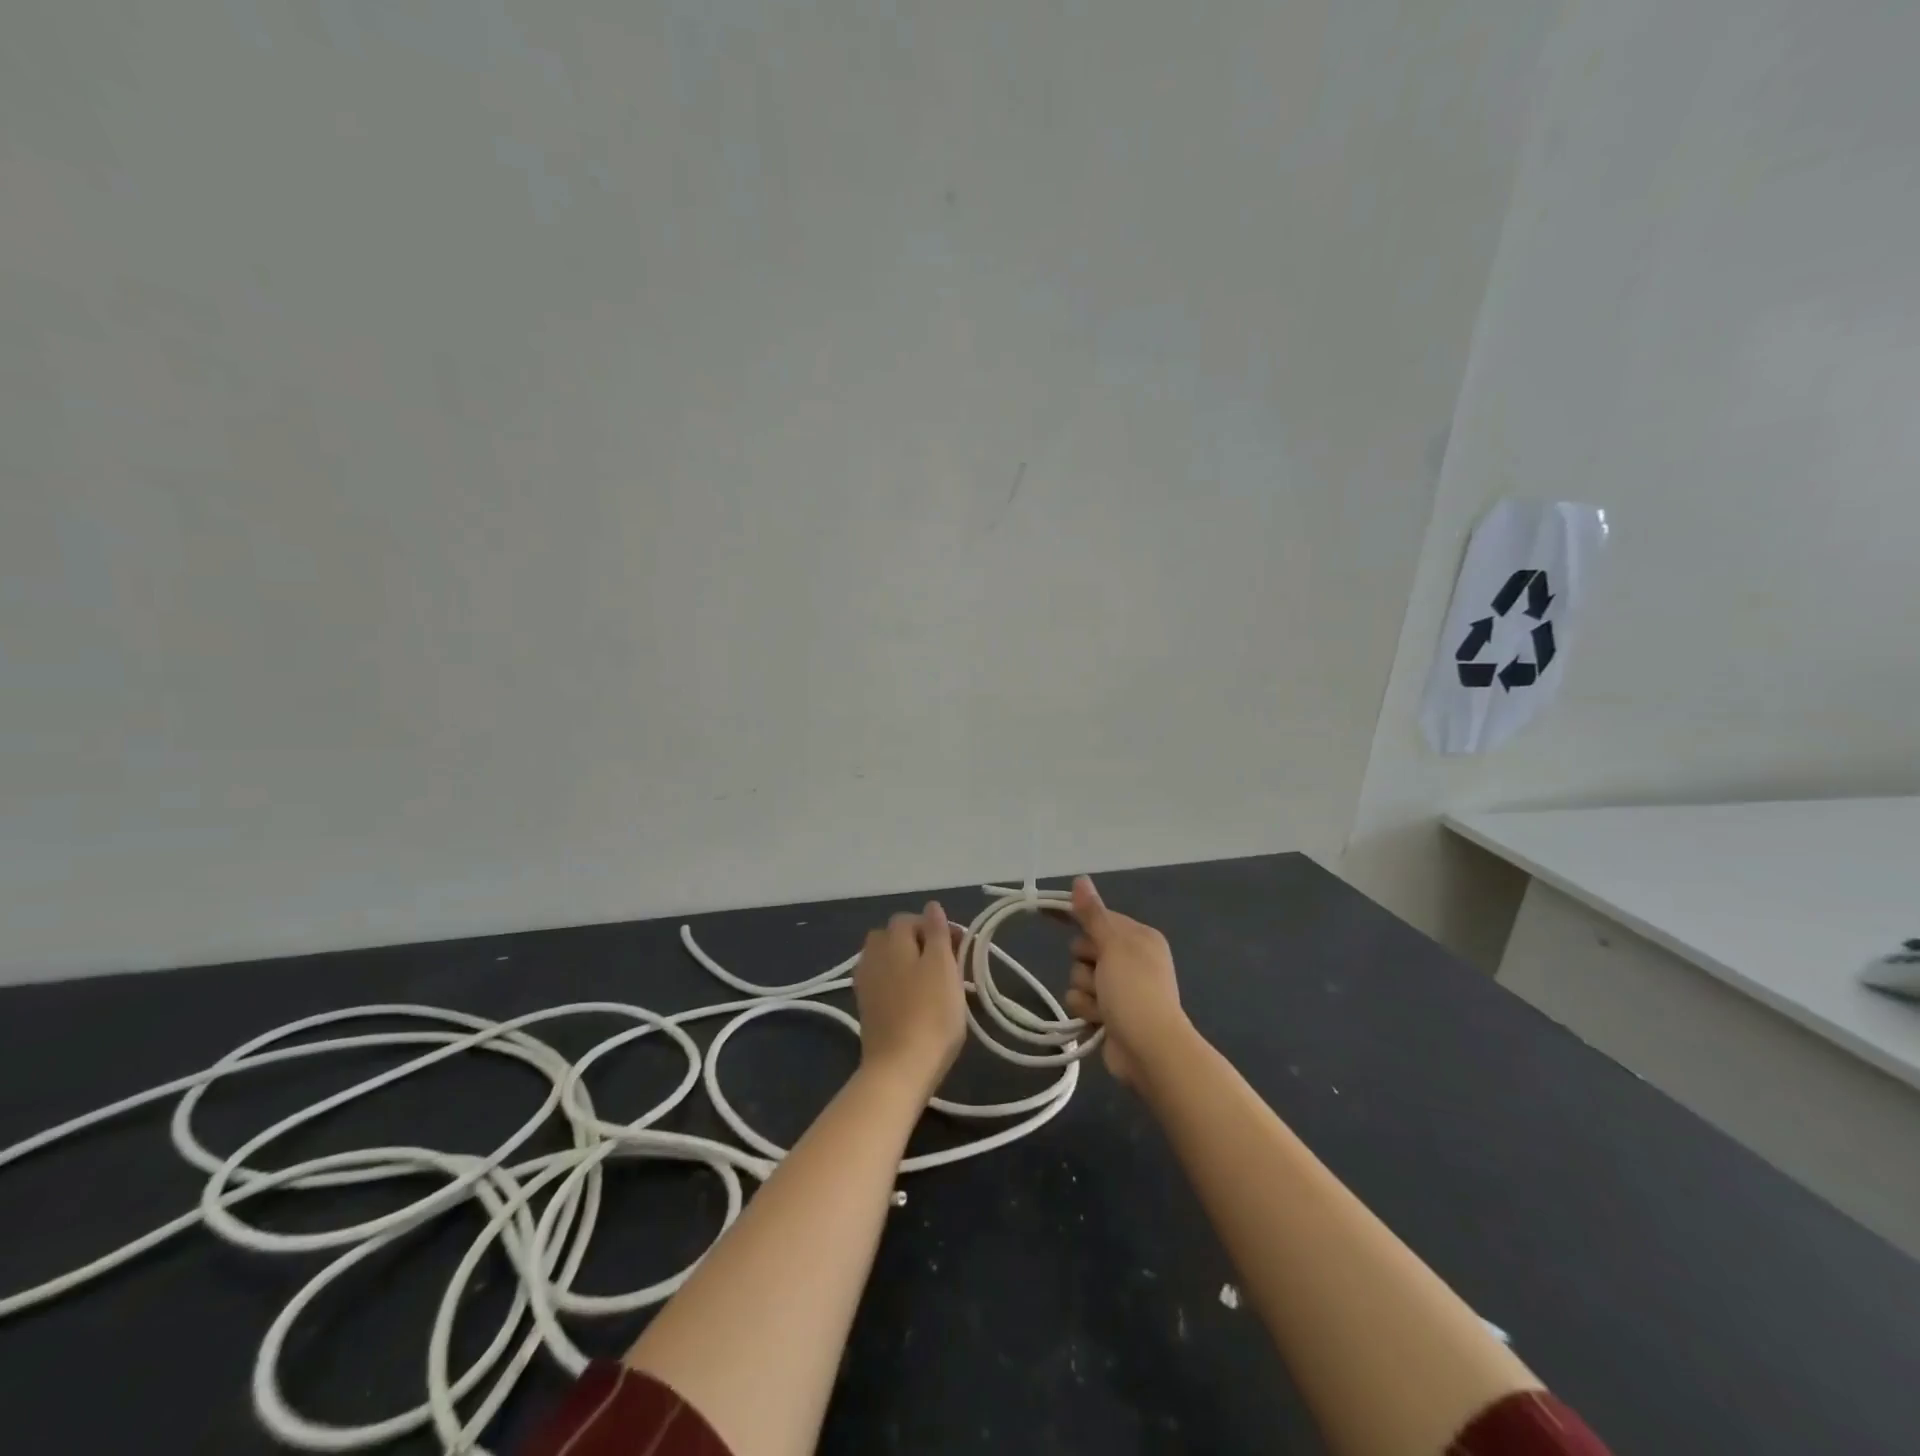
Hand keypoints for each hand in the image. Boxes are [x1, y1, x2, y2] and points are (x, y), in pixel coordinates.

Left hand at [853, 903, 966, 1098]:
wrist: (899, 1069)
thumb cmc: (930, 1014)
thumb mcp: (943, 967)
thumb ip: (937, 933)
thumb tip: (931, 906)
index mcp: (892, 941)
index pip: (911, 919)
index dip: (937, 928)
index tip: (961, 948)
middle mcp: (872, 955)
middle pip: (894, 937)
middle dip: (919, 942)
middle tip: (946, 964)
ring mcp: (865, 983)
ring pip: (887, 959)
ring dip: (907, 962)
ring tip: (931, 983)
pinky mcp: (865, 1008)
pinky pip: (882, 981)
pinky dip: (897, 982)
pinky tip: (913, 1000)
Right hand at [1063, 876, 1188, 1085]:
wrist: (1151, 1050)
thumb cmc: (1135, 991)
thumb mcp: (1113, 946)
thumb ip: (1093, 914)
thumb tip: (1080, 878)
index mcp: (1138, 937)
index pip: (1098, 917)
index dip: (1076, 917)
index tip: (1045, 911)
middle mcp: (1130, 959)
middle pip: (1084, 948)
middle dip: (1084, 963)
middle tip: (1100, 974)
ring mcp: (1120, 989)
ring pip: (1079, 977)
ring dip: (1086, 991)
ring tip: (1103, 1004)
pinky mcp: (1109, 1014)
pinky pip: (1081, 1002)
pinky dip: (1087, 1010)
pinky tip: (1099, 1020)